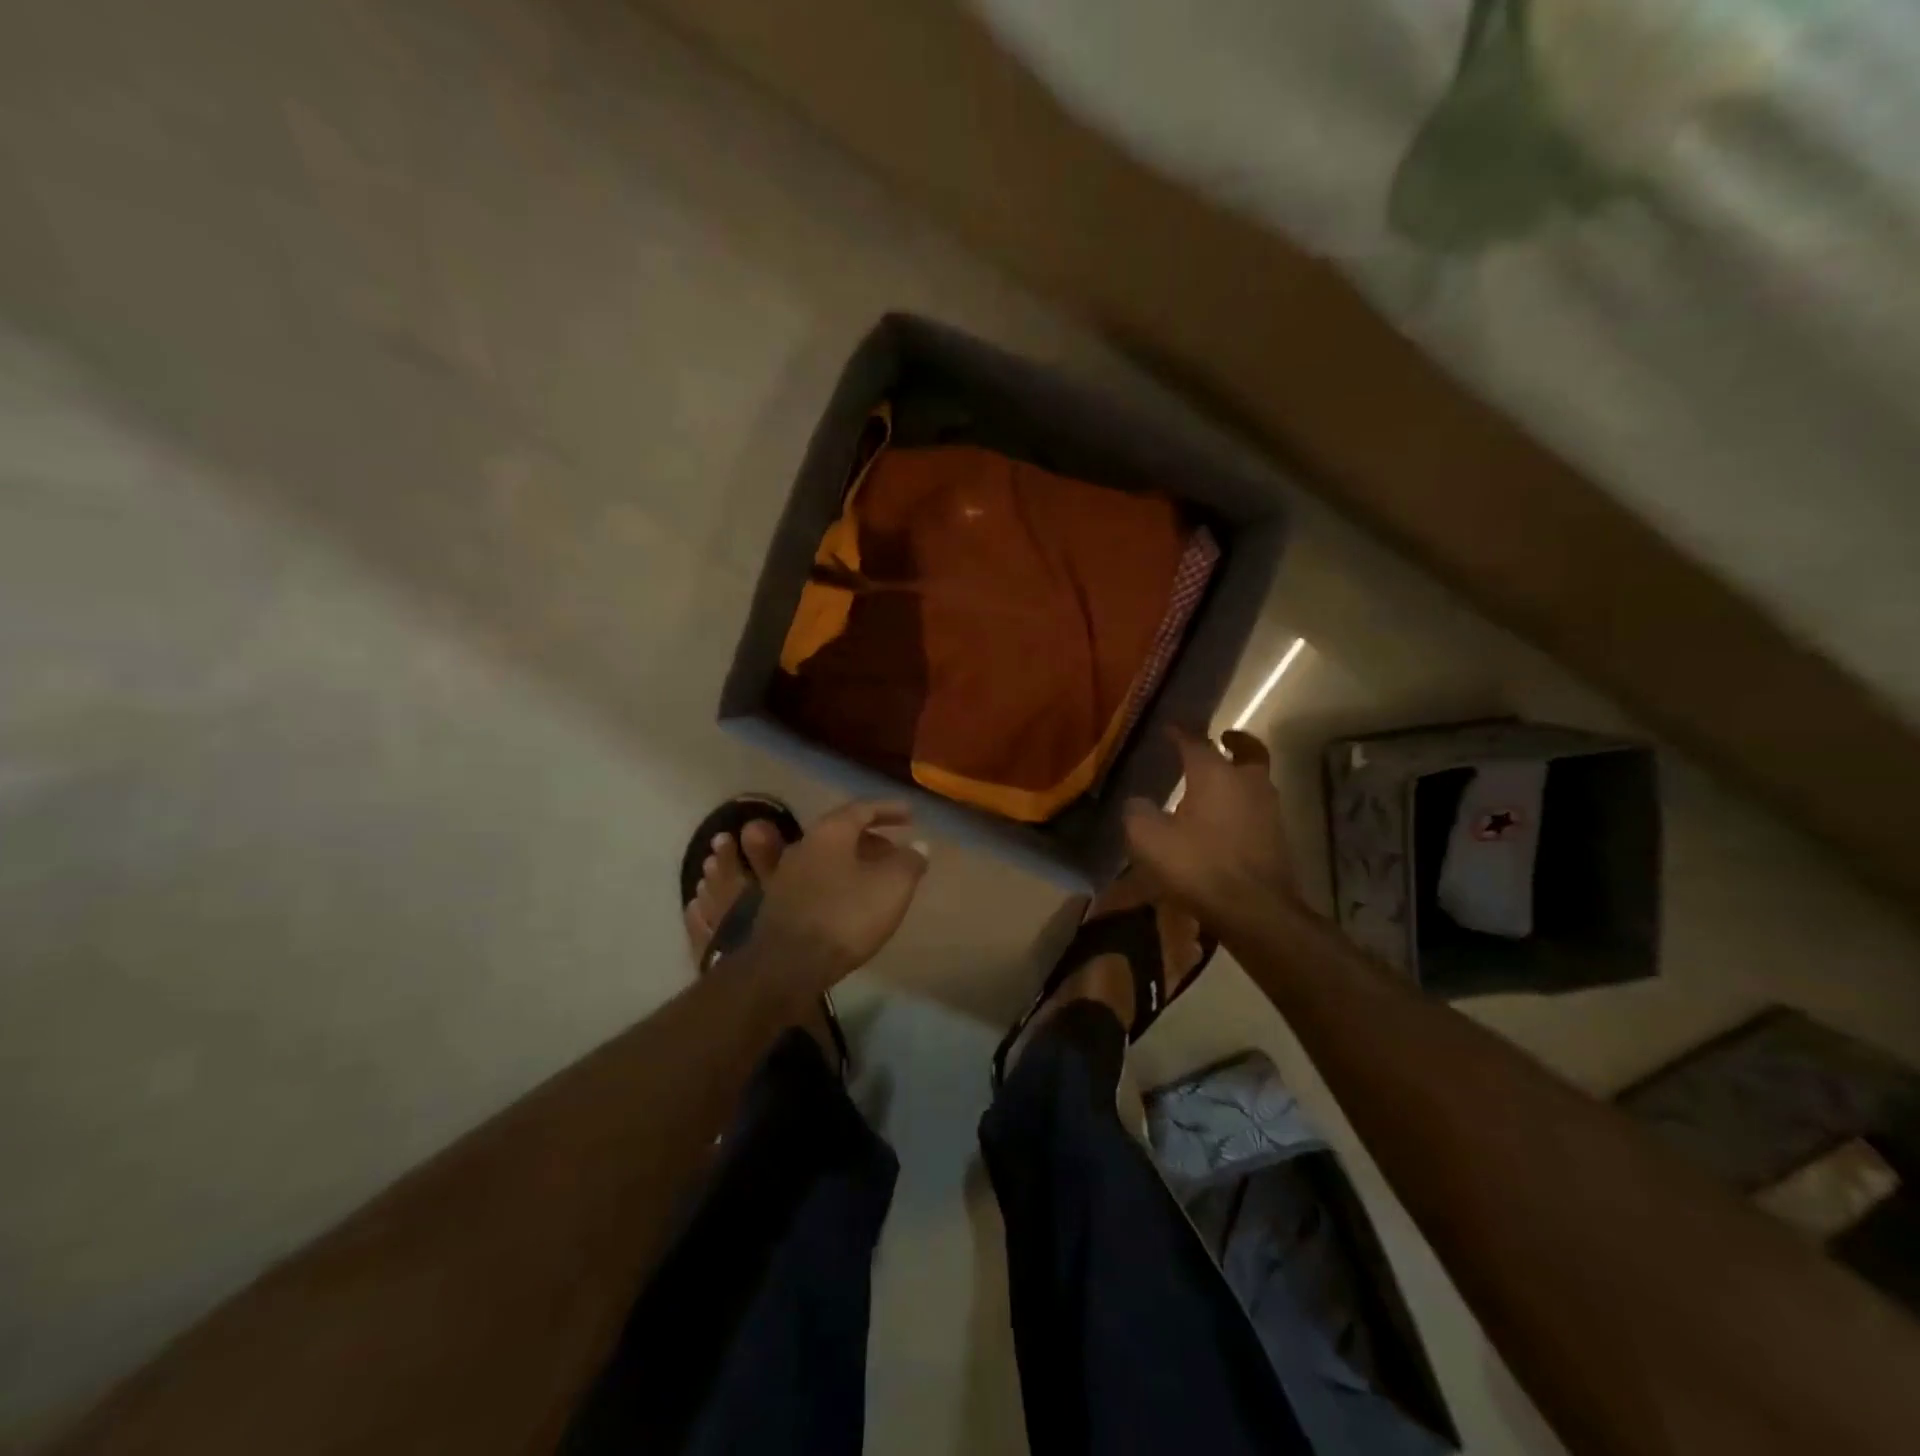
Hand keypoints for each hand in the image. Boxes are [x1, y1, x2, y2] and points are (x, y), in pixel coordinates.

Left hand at [756, 800, 928, 989]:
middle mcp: (803, 844)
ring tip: (877, 877)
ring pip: (826, 857)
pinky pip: (814, 880)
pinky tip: (847, 897)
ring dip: (853, 861)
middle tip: (896, 852)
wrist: (789, 966)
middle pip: (842, 832)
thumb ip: (909, 861)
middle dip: (872, 838)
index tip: (910, 816)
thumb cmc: (846, 916)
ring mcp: (785, 875)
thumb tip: (918, 846)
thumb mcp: (893, 886)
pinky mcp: (778, 904)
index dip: (888, 810)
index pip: (862, 809)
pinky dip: (836, 881)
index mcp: (830, 831)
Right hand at [1123, 728, 1300, 924]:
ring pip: (1255, 780)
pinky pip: (1257, 809)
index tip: (1169, 728)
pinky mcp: (1277, 838)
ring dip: (1239, 776)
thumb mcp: (1149, 839)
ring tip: (1215, 786)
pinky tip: (1223, 821)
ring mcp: (1269, 810)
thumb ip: (1138, 813)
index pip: (1196, 741)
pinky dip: (1242, 805)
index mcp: (1215, 774)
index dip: (1179, 733)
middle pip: (1248, 750)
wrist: (1254, 911)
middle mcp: (1248, 782)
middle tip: (1221, 740)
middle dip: (1234, 742)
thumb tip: (1137, 802)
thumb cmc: (1198, 865)